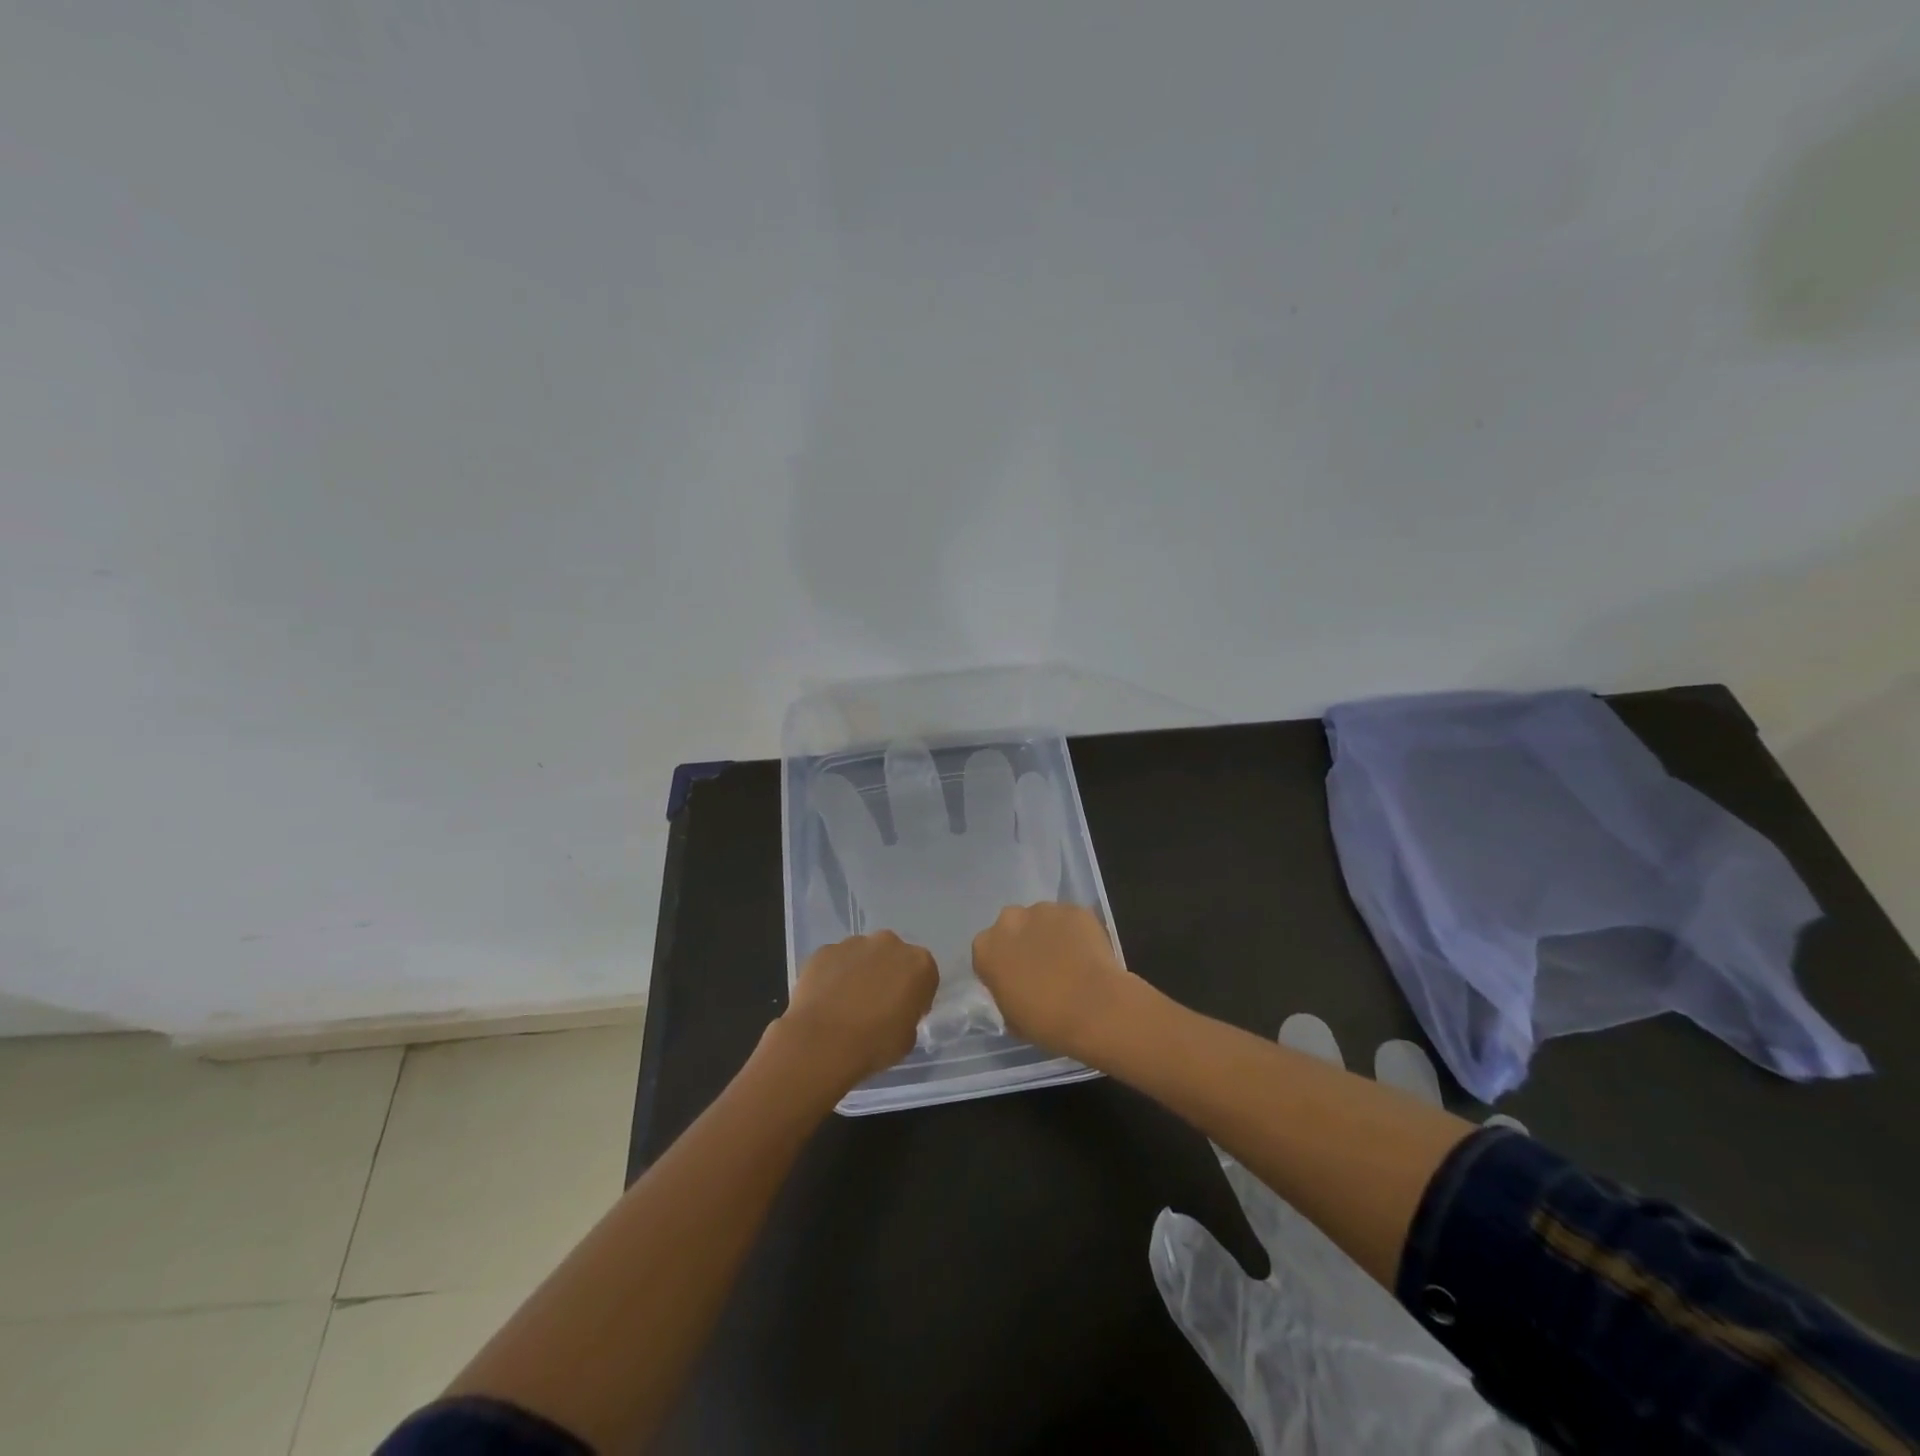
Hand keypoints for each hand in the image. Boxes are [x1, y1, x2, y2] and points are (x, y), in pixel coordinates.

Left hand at [774, 931, 939, 1093]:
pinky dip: (834, 975)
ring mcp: (855, 943)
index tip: (905, 1013)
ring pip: (863, 955)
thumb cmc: (874, 1044)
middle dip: (888, 975)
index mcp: (920, 964)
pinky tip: (826, 1000)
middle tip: (876, 1005)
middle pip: (894, 957)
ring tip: (846, 1003)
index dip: (916, 996)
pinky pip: (835, 961)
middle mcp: (890, 943)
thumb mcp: (908, 1038)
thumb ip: (908, 1015)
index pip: (925, 976)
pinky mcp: (825, 950)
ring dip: (860, 972)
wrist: (822, 1042)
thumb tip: (895, 1011)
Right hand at [971, 903, 1139, 1060]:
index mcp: (986, 948)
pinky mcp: (1074, 909)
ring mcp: (1043, 910)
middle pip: (1012, 926)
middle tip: (1042, 967)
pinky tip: (1088, 955)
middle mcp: (1009, 920)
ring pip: (1042, 919)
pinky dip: (1077, 933)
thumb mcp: (1011, 1018)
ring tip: (1070, 961)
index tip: (1015, 980)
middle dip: (1023, 941)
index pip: (987, 951)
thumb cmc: (1046, 1022)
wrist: (1095, 1009)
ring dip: (1050, 935)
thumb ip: (1006, 994)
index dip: (1002, 965)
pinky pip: (1071, 920)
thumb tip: (1015, 989)